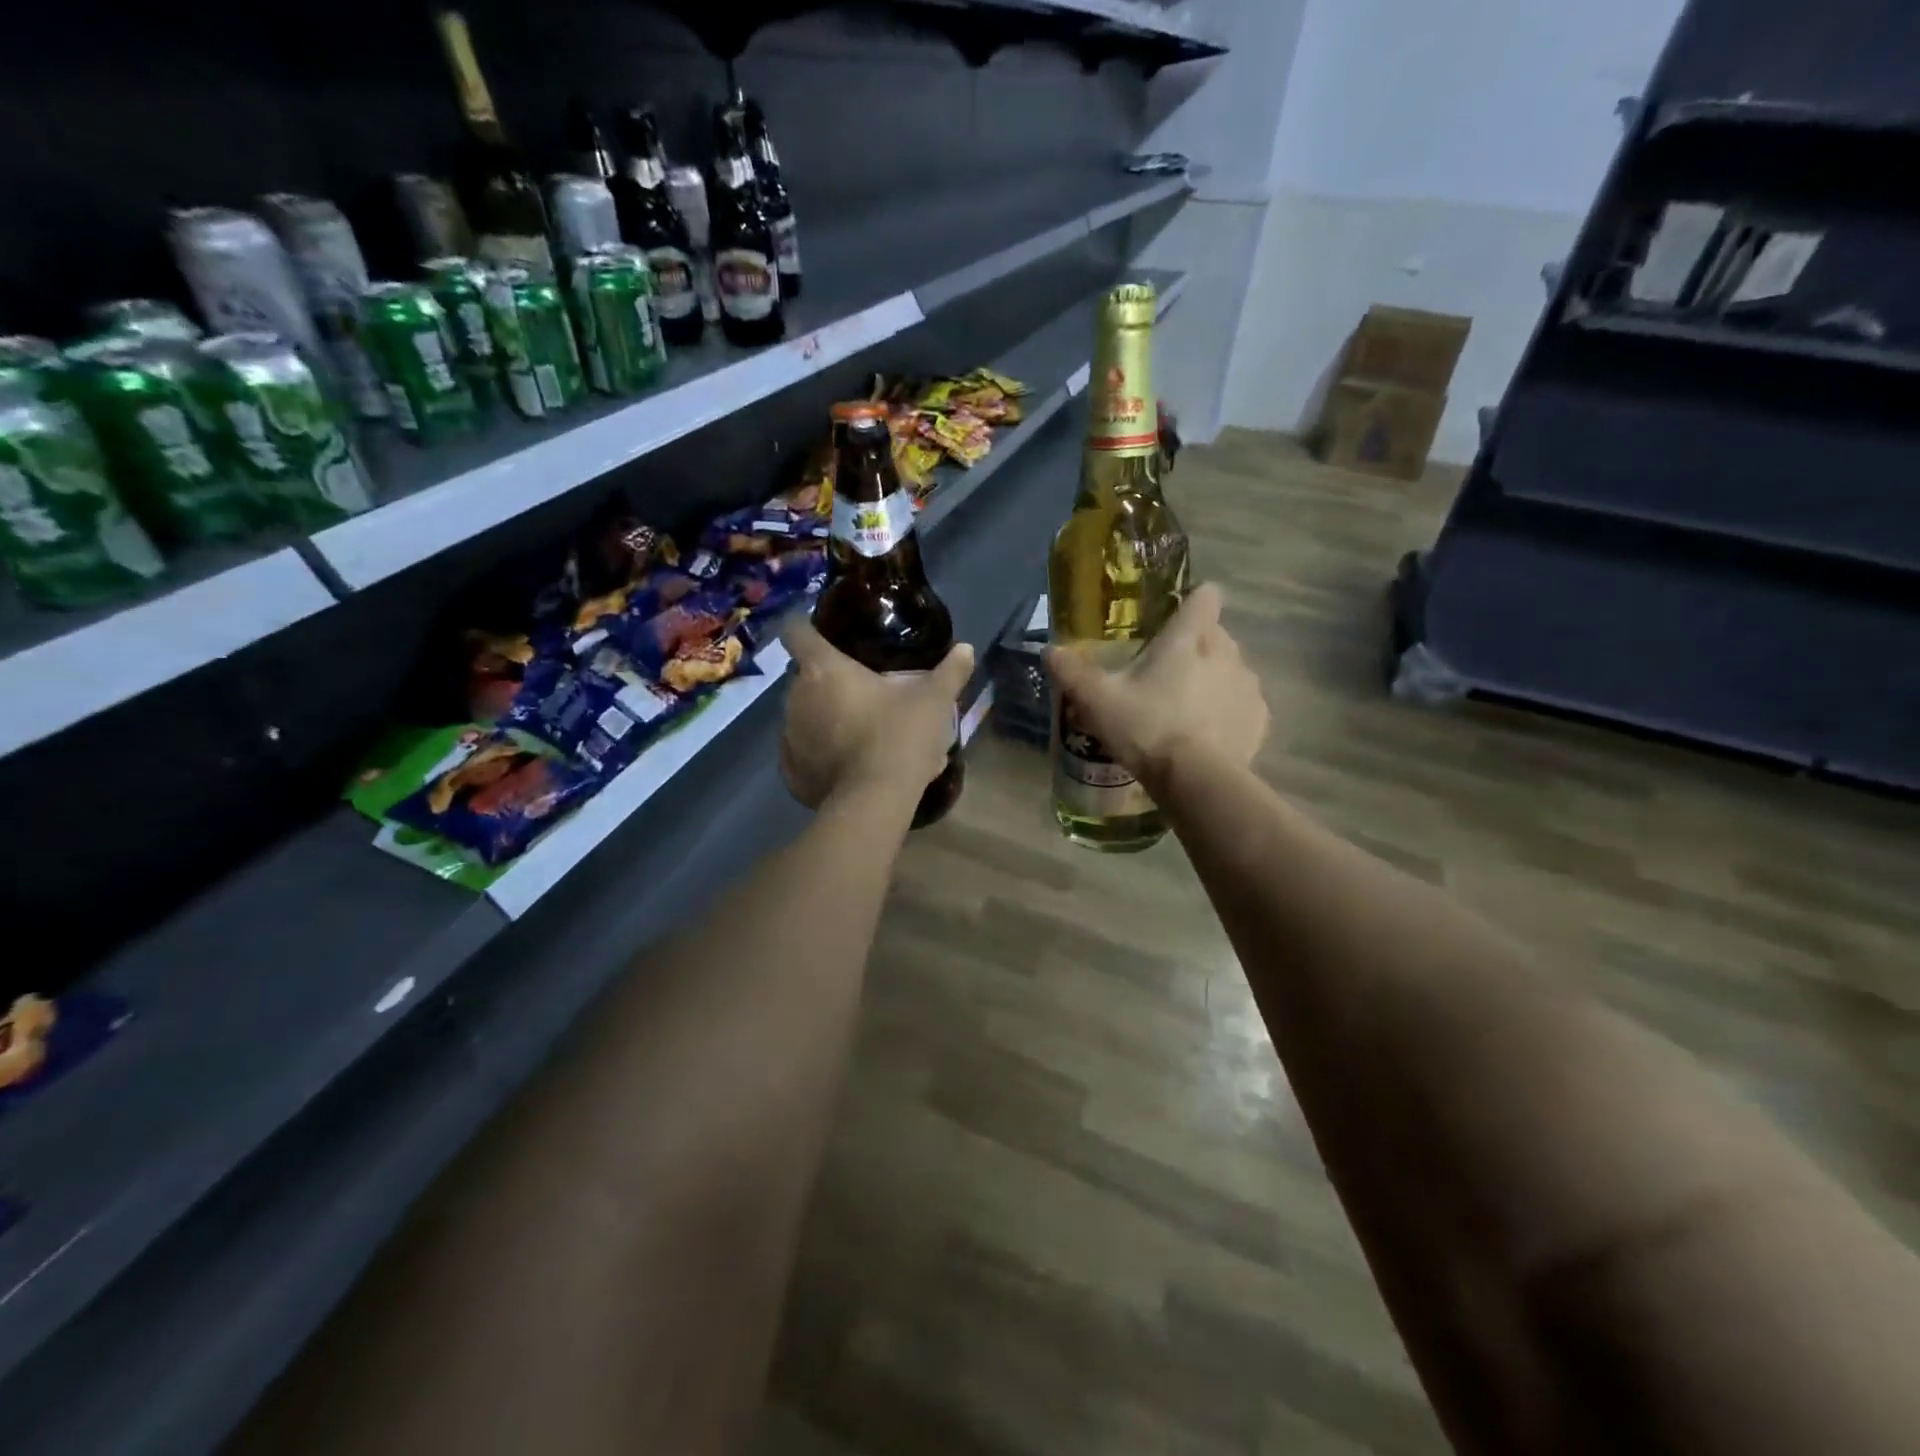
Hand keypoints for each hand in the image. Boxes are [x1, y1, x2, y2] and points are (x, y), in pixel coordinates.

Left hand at [778, 616, 975, 809]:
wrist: (875, 800)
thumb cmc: (900, 737)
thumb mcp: (934, 701)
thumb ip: (950, 672)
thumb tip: (967, 649)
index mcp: (823, 670)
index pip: (796, 631)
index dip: (806, 627)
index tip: (824, 636)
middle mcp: (796, 698)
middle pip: (803, 678)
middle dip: (825, 682)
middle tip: (859, 693)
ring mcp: (789, 737)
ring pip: (801, 715)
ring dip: (820, 718)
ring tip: (854, 730)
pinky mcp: (791, 772)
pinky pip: (800, 754)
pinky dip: (817, 754)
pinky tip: (842, 763)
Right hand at [1043, 582, 1267, 782]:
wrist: (1197, 780)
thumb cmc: (1146, 728)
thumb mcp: (1097, 701)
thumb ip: (1072, 672)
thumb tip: (1049, 650)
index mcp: (1188, 638)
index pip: (1204, 597)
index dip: (1192, 601)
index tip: (1174, 617)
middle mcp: (1226, 651)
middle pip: (1215, 634)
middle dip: (1195, 646)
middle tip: (1165, 674)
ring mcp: (1247, 685)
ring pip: (1231, 668)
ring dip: (1213, 679)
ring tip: (1185, 709)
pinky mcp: (1259, 718)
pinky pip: (1242, 703)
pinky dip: (1227, 712)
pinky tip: (1206, 735)